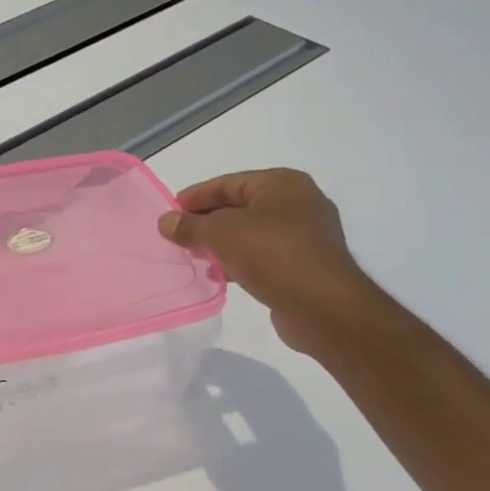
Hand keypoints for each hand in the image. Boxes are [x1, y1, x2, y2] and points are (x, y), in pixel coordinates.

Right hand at [157, 169, 391, 354]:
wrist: (324, 307)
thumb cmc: (272, 254)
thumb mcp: (220, 233)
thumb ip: (190, 225)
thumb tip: (166, 221)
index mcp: (282, 183)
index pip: (227, 183)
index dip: (195, 197)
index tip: (169, 213)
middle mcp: (299, 203)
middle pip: (239, 207)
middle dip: (207, 222)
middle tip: (178, 237)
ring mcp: (306, 235)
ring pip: (251, 233)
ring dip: (221, 244)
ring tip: (195, 257)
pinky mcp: (306, 264)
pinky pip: (264, 255)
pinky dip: (240, 260)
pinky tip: (220, 275)